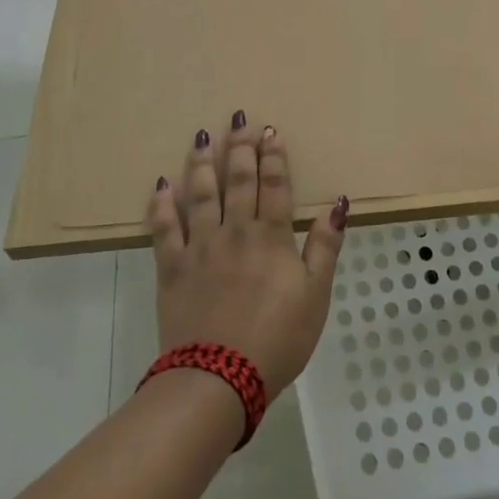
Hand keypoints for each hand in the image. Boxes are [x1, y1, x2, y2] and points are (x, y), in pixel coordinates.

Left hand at [147, 113, 347, 399]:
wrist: (218, 379)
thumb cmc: (276, 339)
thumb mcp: (316, 296)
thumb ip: (325, 247)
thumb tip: (338, 203)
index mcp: (271, 237)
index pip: (275, 185)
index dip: (274, 157)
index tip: (270, 131)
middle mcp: (235, 230)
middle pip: (238, 180)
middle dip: (240, 147)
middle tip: (238, 119)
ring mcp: (200, 246)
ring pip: (201, 194)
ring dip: (201, 163)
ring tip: (202, 135)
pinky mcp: (172, 267)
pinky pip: (164, 228)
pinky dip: (162, 204)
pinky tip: (161, 183)